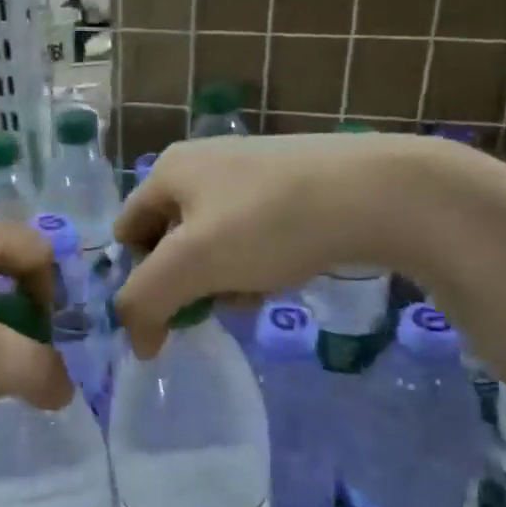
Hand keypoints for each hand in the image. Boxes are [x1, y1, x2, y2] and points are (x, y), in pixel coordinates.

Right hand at [112, 132, 438, 357]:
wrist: (378, 192)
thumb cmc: (269, 222)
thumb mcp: (192, 263)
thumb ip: (145, 302)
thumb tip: (137, 341)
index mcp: (168, 171)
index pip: (127, 234)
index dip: (140, 278)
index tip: (173, 311)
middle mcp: (201, 165)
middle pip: (170, 241)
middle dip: (188, 281)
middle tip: (218, 303)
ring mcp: (248, 173)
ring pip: (213, 244)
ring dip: (224, 279)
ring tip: (255, 293)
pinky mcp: (287, 187)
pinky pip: (251, 237)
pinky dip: (256, 264)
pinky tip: (282, 275)